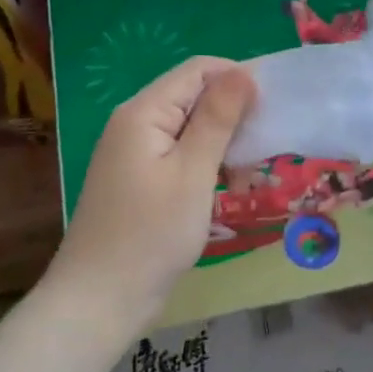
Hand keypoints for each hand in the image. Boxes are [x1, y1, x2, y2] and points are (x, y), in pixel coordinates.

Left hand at [48, 57, 257, 326]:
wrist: (99, 302)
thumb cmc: (151, 234)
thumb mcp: (193, 172)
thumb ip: (218, 118)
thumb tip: (243, 71)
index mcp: (144, 112)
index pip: (198, 69)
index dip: (237, 78)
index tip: (273, 107)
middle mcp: (136, 123)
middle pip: (194, 97)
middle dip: (233, 115)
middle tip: (265, 148)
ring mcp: (135, 152)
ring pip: (191, 128)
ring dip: (224, 144)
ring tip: (249, 175)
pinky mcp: (140, 179)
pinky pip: (181, 154)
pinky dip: (207, 164)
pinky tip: (227, 189)